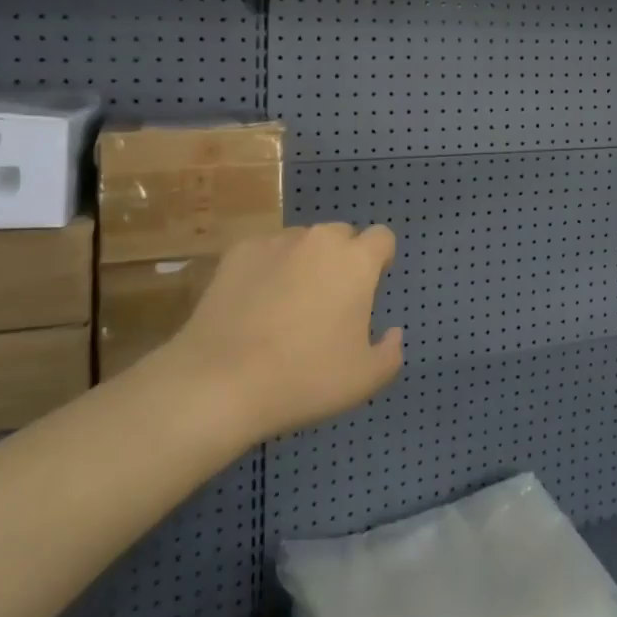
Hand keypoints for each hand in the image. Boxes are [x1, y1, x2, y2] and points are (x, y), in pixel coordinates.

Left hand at [166, 224, 402, 442]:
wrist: (222, 381)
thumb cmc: (305, 378)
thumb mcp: (364, 379)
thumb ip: (390, 352)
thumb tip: (394, 334)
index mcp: (356, 261)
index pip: (382, 237)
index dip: (380, 259)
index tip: (369, 288)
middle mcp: (319, 239)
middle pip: (341, 235)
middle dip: (342, 259)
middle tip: (329, 301)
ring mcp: (276, 241)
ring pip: (302, 241)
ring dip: (305, 261)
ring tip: (287, 304)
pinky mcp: (238, 252)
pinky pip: (265, 251)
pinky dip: (267, 268)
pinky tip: (254, 303)